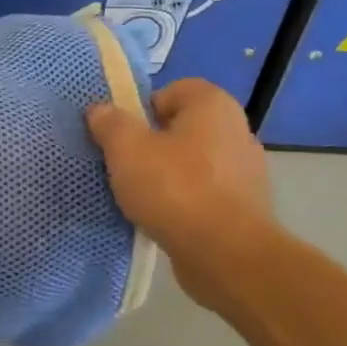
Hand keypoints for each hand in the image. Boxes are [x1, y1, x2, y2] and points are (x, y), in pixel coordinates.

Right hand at [87, 79, 275, 311]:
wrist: (226, 254)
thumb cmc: (175, 189)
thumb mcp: (126, 149)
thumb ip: (110, 123)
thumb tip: (101, 110)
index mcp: (213, 106)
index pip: (173, 90)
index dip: (143, 108)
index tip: (124, 135)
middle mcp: (236, 131)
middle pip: (181, 128)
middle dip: (152, 144)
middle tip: (125, 165)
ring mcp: (245, 171)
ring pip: (193, 162)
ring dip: (167, 175)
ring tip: (141, 196)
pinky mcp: (245, 208)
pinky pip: (204, 193)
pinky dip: (184, 202)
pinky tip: (164, 219)